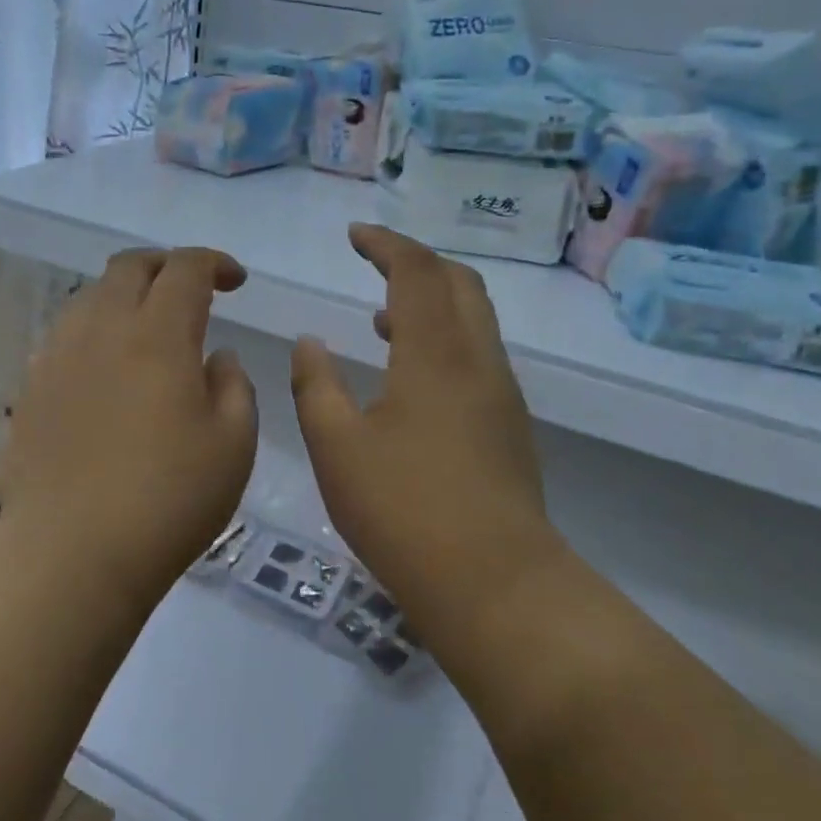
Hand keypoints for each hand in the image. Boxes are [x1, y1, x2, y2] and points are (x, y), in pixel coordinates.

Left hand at [0, 247, 257, 592]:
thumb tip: (217, 356)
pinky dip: (97, 331)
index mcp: (159, 335)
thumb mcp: (233, 445)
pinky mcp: (31, 387)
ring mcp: (58, 356)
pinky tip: (108, 369)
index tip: (235, 281)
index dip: (214, 263)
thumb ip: (234, 386)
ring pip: (92, 296)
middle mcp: (103, 329)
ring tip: (148, 329)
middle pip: (130, 266)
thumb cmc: (168, 500)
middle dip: (166, 264)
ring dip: (127, 296)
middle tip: (191, 290)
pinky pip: (67, 335)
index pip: (185, 268)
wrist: (70, 553)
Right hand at [290, 225, 556, 647]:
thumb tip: (310, 342)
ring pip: (474, 320)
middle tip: (375, 263)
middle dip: (417, 262)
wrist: (496, 584)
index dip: (385, 244)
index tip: (355, 235)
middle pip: (459, 283)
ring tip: (383, 317)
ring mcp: (501, 394)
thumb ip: (315, 385)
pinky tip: (411, 377)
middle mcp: (478, 360)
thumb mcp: (336, 447)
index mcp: (435, 354)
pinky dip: (445, 339)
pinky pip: (478, 355)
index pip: (416, 271)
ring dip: (432, 302)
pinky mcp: (510, 426)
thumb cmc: (404, 510)